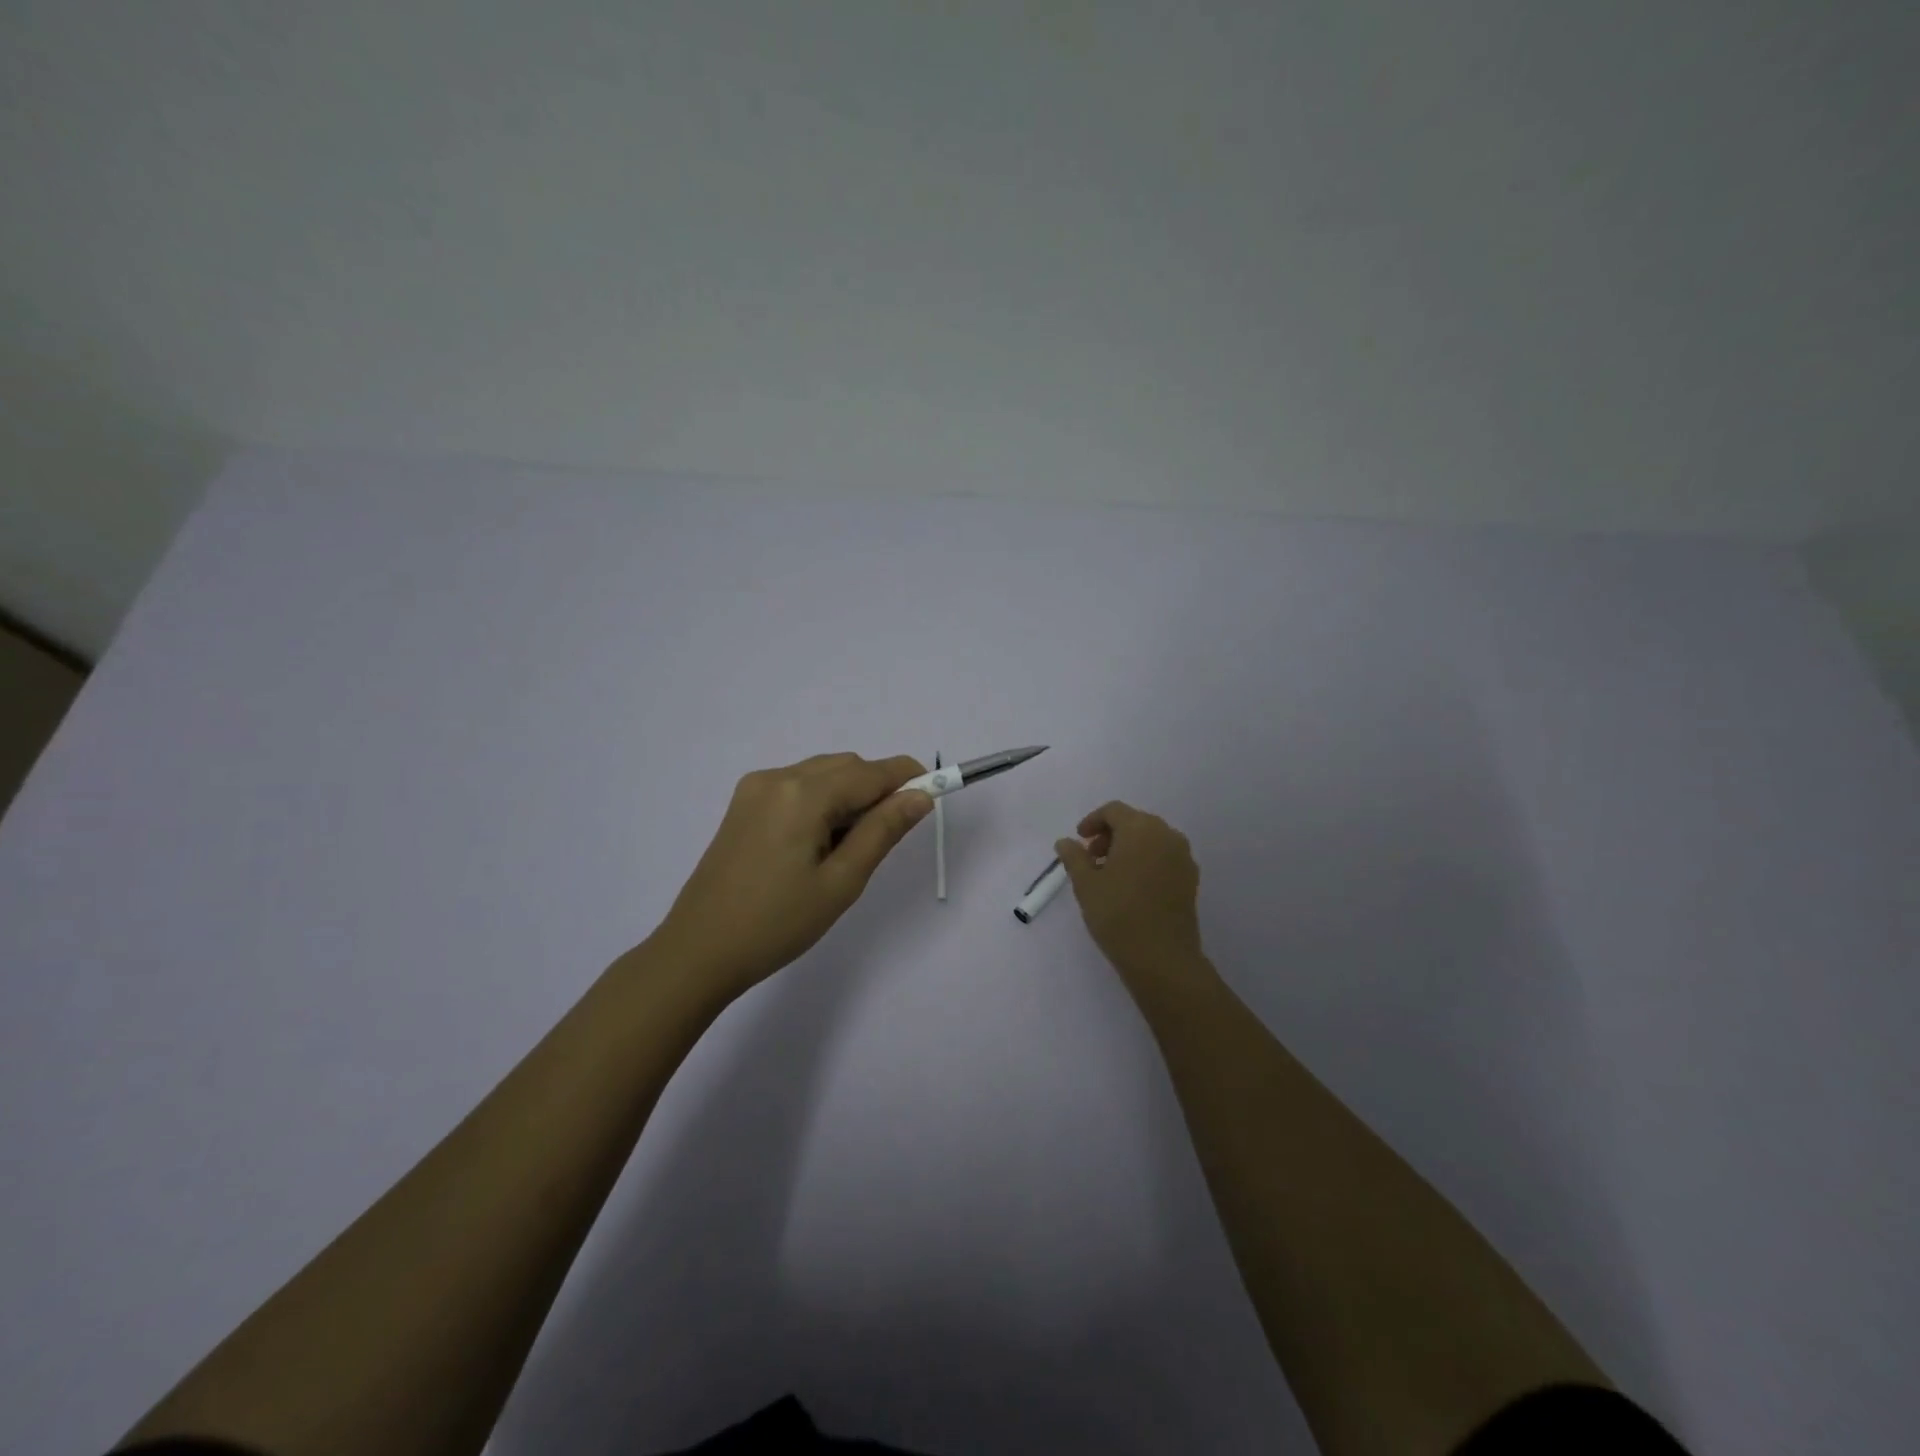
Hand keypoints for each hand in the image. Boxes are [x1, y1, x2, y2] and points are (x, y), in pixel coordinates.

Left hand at [651, 753, 932, 997]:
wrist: (699, 951)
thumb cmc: (778, 923)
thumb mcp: (842, 881)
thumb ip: (883, 830)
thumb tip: (921, 796)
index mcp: (802, 794)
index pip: (870, 772)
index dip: (908, 777)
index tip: (936, 791)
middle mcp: (777, 777)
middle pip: (846, 766)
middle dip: (877, 789)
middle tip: (888, 835)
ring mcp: (755, 788)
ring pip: (822, 774)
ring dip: (849, 795)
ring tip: (848, 848)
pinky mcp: (743, 804)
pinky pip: (797, 786)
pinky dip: (821, 801)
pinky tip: (818, 843)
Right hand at [1056, 801, 1207, 990]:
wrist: (1162, 958)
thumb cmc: (1118, 914)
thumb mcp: (1085, 884)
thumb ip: (1074, 857)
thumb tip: (1065, 841)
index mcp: (1141, 829)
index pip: (1114, 811)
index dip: (1093, 821)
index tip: (1079, 840)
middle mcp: (1167, 835)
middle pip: (1135, 822)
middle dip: (1110, 834)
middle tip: (1091, 858)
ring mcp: (1183, 857)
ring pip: (1151, 840)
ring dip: (1128, 848)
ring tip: (1109, 874)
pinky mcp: (1190, 879)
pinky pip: (1164, 857)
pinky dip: (1146, 861)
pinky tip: (1131, 886)